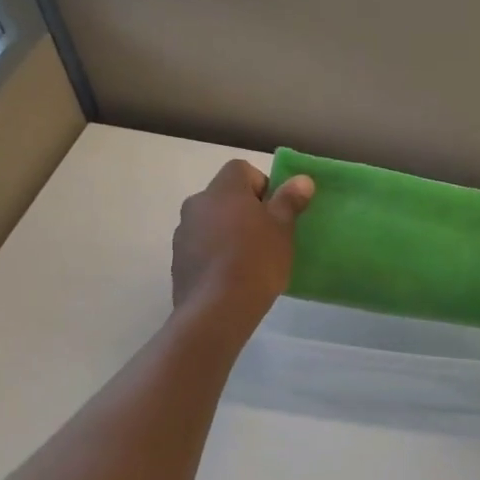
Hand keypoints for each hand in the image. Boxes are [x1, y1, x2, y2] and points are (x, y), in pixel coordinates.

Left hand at [172, 160, 313, 321]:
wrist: (217, 309)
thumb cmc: (256, 261)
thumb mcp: (282, 229)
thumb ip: (289, 200)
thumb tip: (301, 179)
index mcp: (223, 189)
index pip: (242, 169)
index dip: (262, 186)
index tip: (275, 211)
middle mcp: (197, 203)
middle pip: (225, 196)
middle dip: (245, 210)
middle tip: (266, 236)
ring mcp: (183, 231)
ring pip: (212, 221)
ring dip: (228, 231)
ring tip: (248, 260)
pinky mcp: (177, 259)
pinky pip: (201, 245)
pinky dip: (215, 252)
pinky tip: (230, 276)